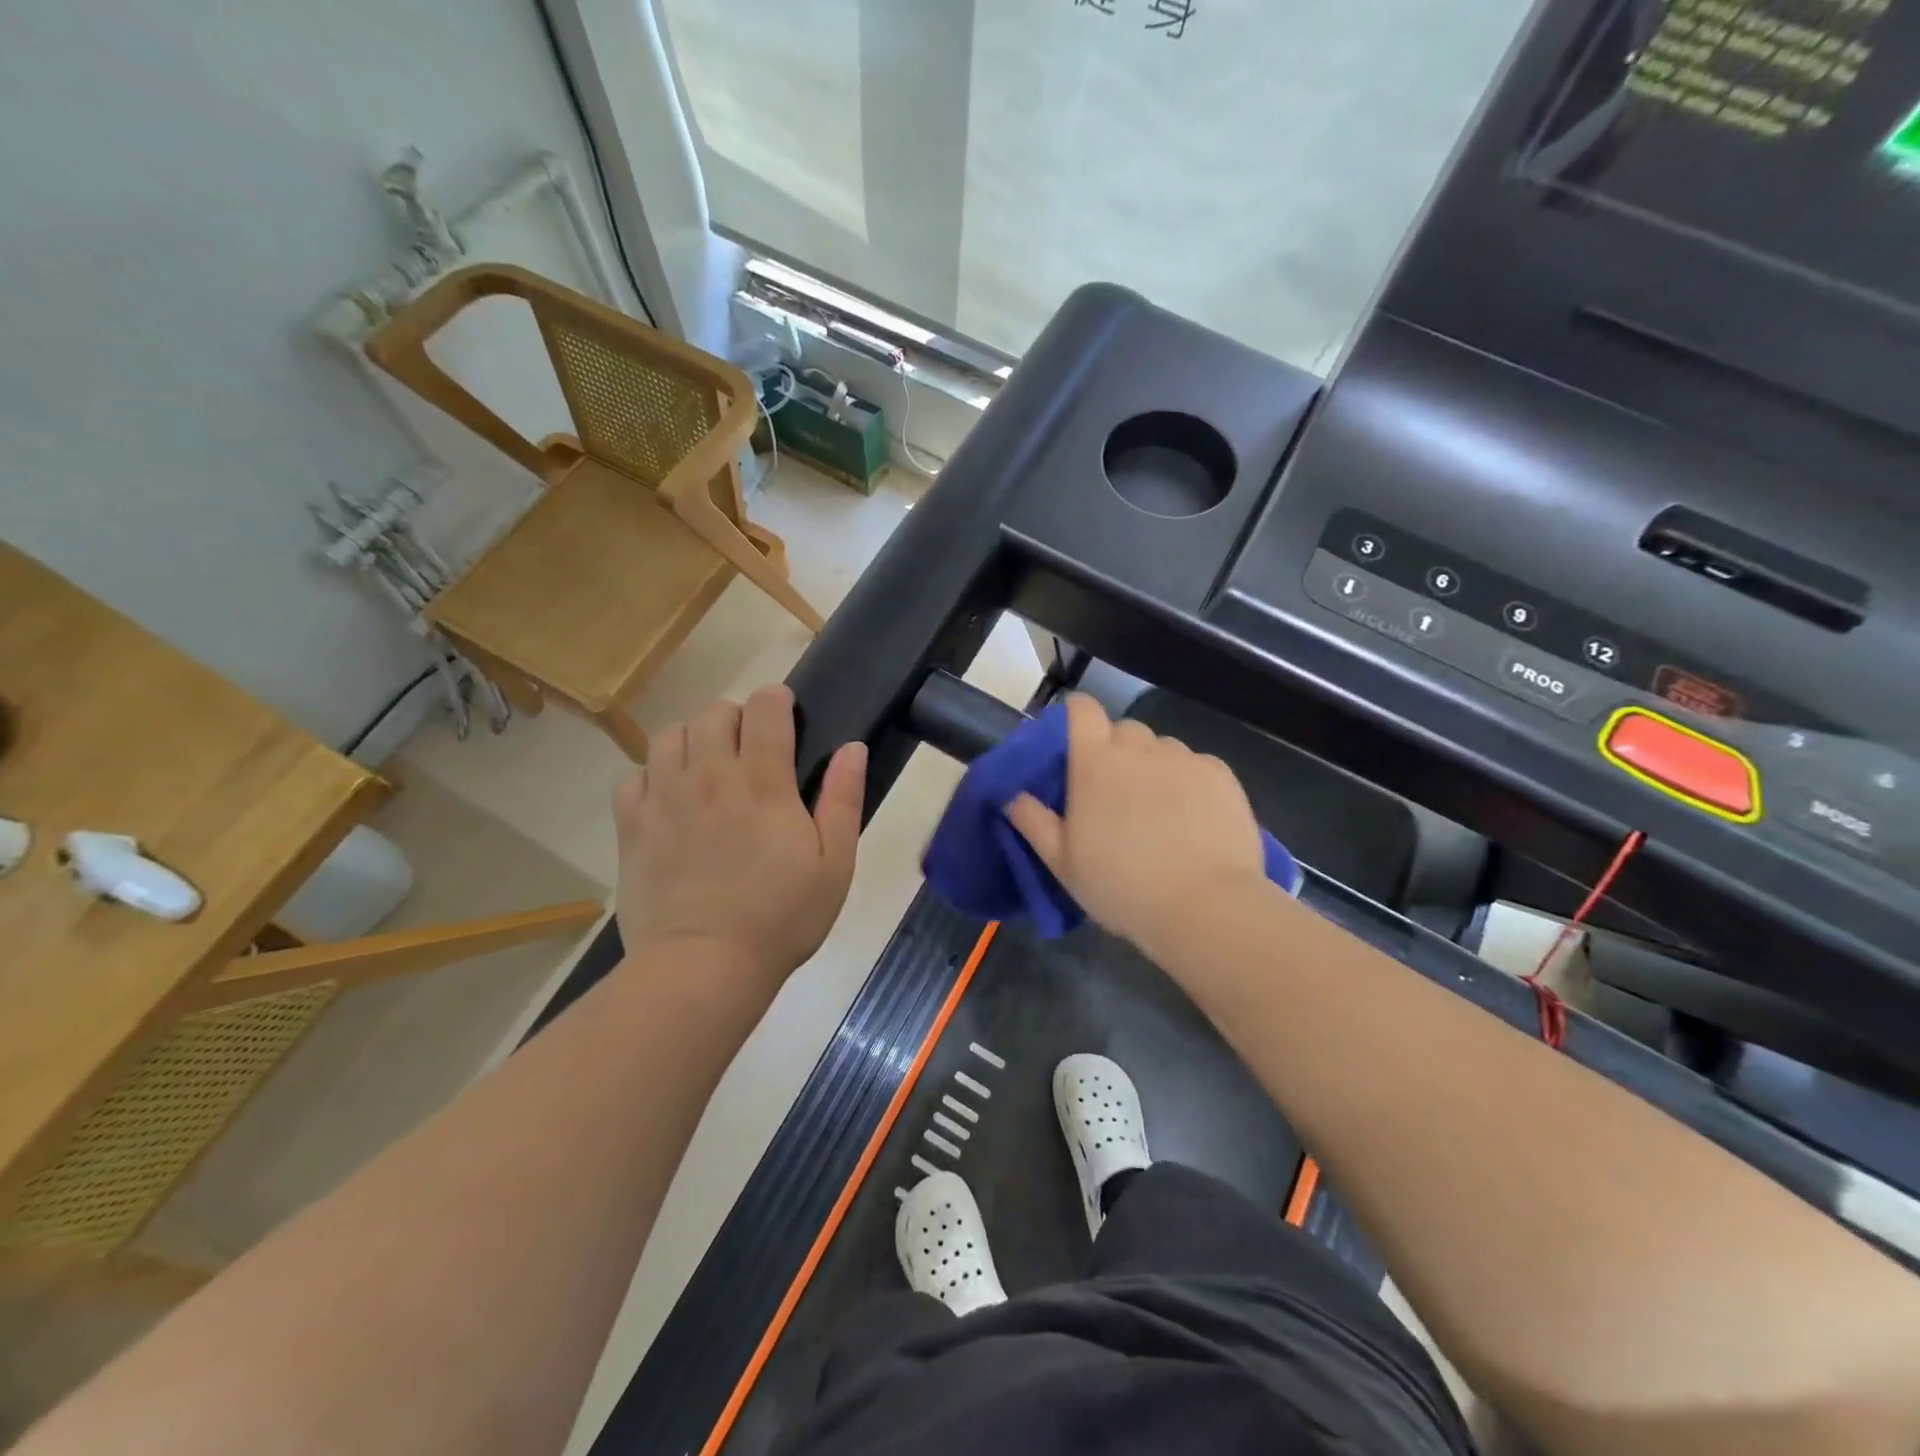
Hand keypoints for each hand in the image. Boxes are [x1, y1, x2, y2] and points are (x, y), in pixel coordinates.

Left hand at [613, 686, 865, 993]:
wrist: (704, 967)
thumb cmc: (781, 917)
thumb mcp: (834, 864)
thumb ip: (843, 799)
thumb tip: (852, 747)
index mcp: (762, 782)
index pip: (764, 708)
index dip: (776, 699)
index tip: (785, 712)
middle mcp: (709, 776)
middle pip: (714, 713)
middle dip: (736, 718)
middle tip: (750, 748)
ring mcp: (664, 798)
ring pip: (670, 735)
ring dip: (693, 739)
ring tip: (706, 766)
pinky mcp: (632, 825)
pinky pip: (633, 776)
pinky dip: (652, 776)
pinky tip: (668, 799)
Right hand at [1005, 695, 1265, 953]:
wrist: (1205, 909)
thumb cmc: (1122, 887)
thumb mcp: (1062, 863)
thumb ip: (1033, 821)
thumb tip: (1011, 794)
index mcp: (1095, 763)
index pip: (1082, 709)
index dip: (1076, 717)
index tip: (1074, 744)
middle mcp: (1140, 748)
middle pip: (1123, 730)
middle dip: (1116, 751)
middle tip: (1115, 794)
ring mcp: (1185, 758)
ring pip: (1162, 748)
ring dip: (1153, 767)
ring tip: (1159, 811)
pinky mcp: (1221, 775)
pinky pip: (1196, 766)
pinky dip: (1189, 782)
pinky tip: (1193, 820)